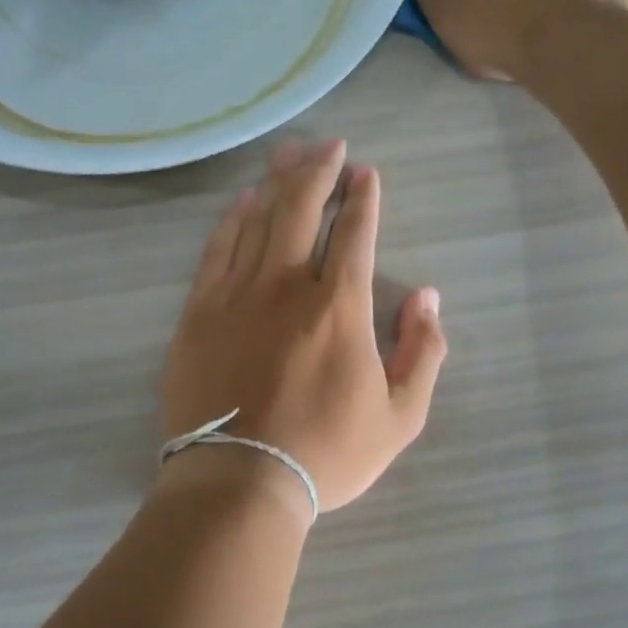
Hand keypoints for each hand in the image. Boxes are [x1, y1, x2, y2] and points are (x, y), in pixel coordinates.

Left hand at [160, 139, 447, 513]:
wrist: (238, 482)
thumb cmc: (325, 454)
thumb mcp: (399, 418)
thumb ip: (422, 352)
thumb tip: (428, 297)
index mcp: (340, 307)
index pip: (355, 233)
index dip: (363, 197)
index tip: (366, 173)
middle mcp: (287, 285)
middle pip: (302, 208)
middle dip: (319, 169)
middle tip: (329, 145)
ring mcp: (237, 294)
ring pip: (258, 219)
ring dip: (277, 182)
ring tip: (289, 153)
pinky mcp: (199, 311)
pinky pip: (217, 249)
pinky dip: (232, 219)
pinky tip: (242, 200)